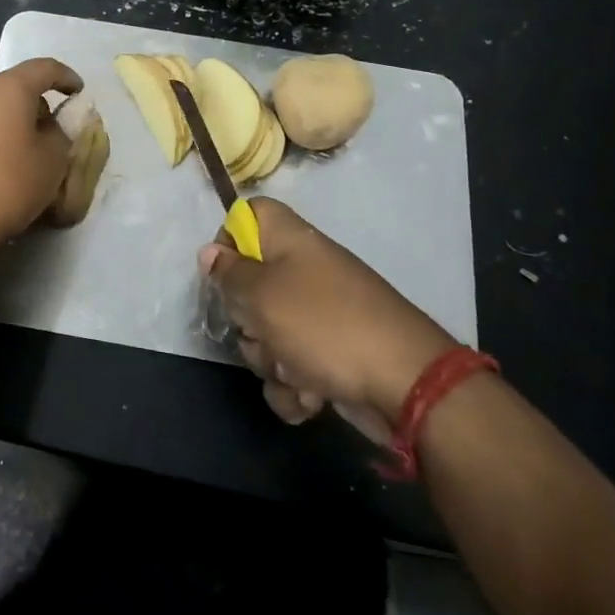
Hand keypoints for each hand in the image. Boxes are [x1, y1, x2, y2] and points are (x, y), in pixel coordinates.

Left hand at [0, 57, 82, 256]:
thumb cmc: (4, 187)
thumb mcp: (51, 165)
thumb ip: (59, 136)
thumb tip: (48, 128)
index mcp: (7, 89)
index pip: (43, 68)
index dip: (65, 77)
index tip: (76, 91)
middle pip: (9, 89)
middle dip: (30, 107)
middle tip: (44, 135)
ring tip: (8, 156)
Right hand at [199, 198, 455, 430]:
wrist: (404, 384)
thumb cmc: (323, 325)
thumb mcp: (262, 294)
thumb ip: (229, 274)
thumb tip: (209, 252)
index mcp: (291, 242)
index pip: (250, 215)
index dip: (230, 238)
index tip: (223, 273)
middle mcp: (304, 273)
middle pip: (250, 286)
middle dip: (247, 321)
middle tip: (260, 330)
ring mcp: (319, 317)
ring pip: (267, 334)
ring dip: (271, 361)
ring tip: (294, 372)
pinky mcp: (330, 357)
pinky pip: (291, 368)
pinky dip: (296, 388)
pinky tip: (309, 399)